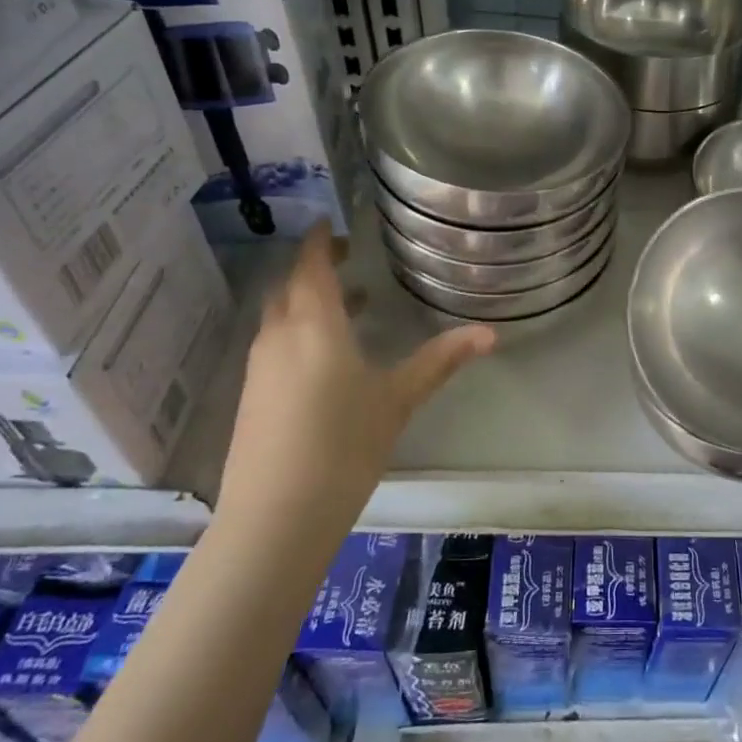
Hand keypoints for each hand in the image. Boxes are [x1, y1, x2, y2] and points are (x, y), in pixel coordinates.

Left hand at [219, 227, 493, 527]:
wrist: (276, 517)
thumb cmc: (344, 445)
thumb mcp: (398, 399)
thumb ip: (440, 361)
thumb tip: (490, 334)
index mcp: (314, 325)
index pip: (311, 265)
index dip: (319, 241)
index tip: (330, 223)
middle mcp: (278, 337)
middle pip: (290, 287)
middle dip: (315, 269)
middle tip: (349, 261)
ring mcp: (258, 368)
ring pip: (280, 317)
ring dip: (308, 303)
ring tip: (350, 306)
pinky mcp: (251, 397)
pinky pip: (274, 345)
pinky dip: (298, 332)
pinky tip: (326, 358)